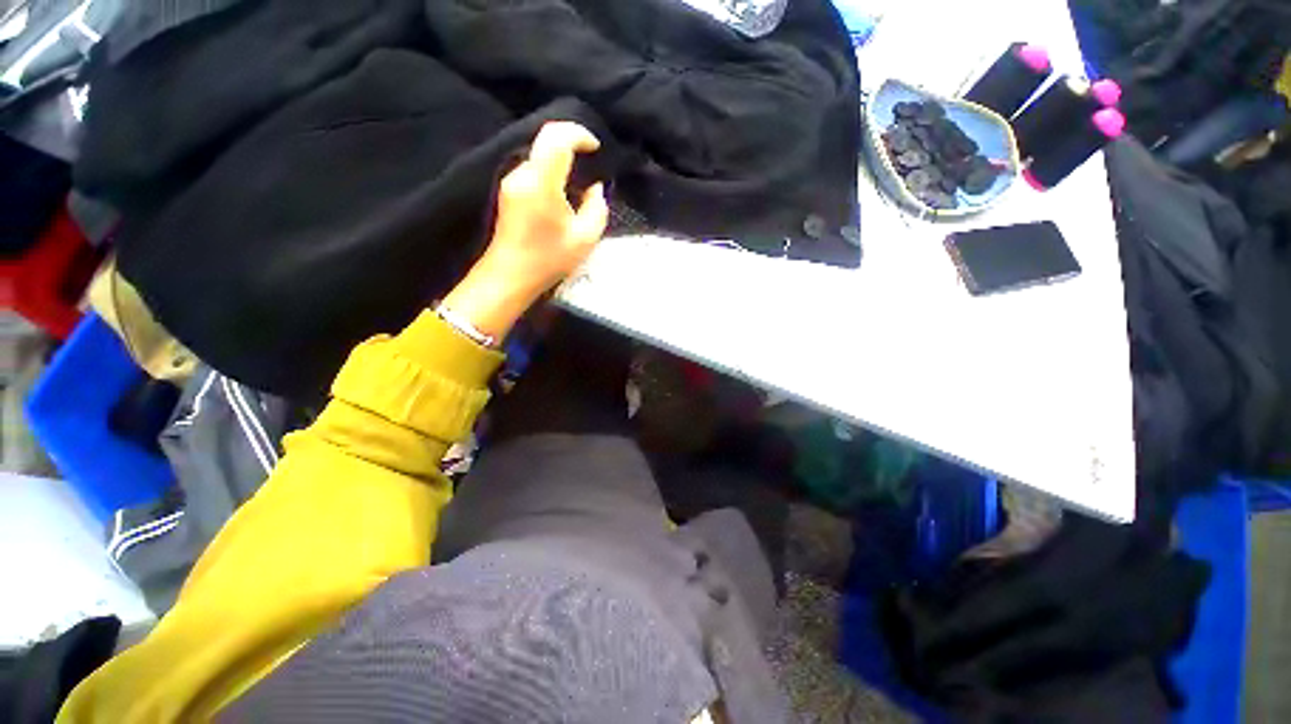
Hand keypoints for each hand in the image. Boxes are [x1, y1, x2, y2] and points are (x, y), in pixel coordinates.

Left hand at [442, 122, 608, 341]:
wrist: (510, 275)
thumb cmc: (549, 259)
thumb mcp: (585, 237)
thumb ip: (596, 207)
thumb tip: (594, 188)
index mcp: (542, 181)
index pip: (557, 137)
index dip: (579, 134)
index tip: (596, 148)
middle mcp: (522, 173)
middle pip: (547, 140)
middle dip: (572, 144)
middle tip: (591, 161)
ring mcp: (511, 181)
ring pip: (539, 155)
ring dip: (561, 160)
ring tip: (580, 181)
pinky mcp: (508, 191)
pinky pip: (533, 169)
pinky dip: (550, 172)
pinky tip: (562, 193)